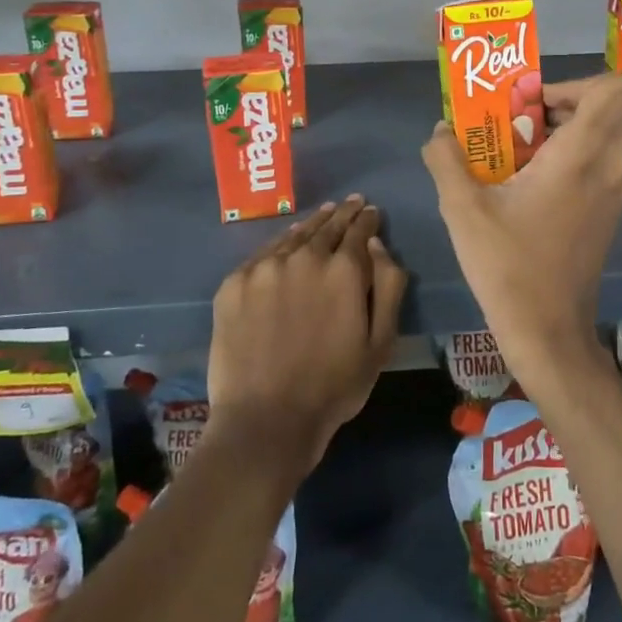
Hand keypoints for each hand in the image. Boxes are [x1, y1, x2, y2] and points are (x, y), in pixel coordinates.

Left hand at [207, 196, 407, 468]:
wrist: (266, 418)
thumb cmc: (335, 385)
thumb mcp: (381, 342)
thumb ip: (388, 286)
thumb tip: (377, 245)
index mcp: (343, 269)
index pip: (360, 230)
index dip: (368, 219)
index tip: (372, 212)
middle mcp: (304, 257)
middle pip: (327, 225)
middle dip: (343, 214)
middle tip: (352, 203)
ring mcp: (264, 268)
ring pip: (294, 235)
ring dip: (313, 223)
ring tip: (324, 214)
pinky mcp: (234, 284)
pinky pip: (263, 254)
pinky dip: (281, 244)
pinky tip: (287, 243)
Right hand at [422, 73, 621, 388]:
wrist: (548, 332)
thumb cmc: (507, 266)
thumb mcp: (462, 209)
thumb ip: (447, 160)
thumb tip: (441, 130)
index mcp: (579, 158)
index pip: (610, 90)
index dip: (572, 83)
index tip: (530, 103)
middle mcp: (606, 169)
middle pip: (608, 110)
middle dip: (566, 104)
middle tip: (522, 121)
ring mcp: (613, 195)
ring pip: (606, 139)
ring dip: (569, 131)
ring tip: (522, 150)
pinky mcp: (608, 216)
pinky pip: (601, 165)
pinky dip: (574, 158)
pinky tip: (531, 184)